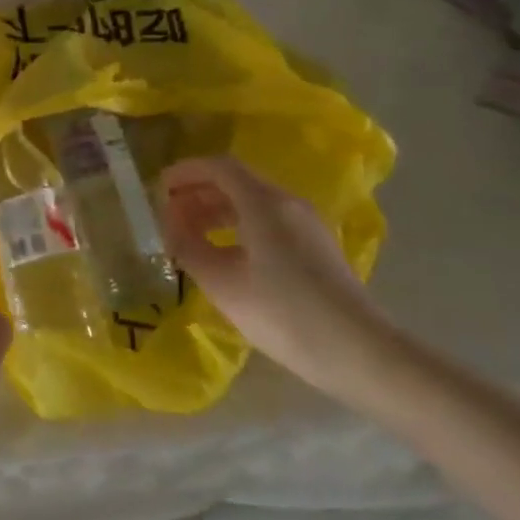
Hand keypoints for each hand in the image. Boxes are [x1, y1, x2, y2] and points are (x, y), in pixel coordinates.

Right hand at [158, 156, 390, 393]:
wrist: (360, 352)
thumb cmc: (284, 314)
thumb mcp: (223, 284)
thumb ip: (189, 248)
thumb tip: (170, 224)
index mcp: (264, 202)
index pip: (219, 167)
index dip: (186, 171)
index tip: (159, 187)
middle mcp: (287, 203)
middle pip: (236, 183)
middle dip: (198, 193)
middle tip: (169, 215)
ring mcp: (306, 225)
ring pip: (252, 203)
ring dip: (217, 212)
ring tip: (190, 237)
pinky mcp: (315, 248)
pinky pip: (268, 222)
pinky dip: (238, 227)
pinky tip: (225, 257)